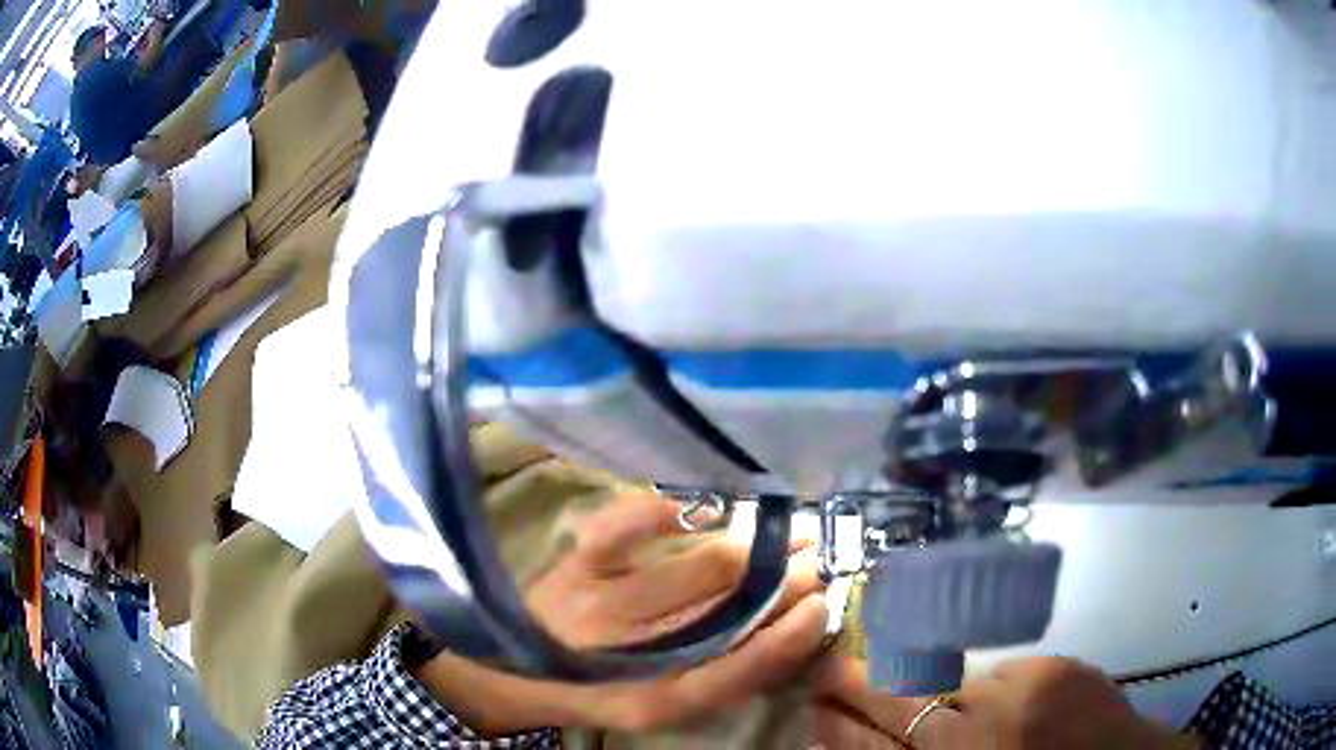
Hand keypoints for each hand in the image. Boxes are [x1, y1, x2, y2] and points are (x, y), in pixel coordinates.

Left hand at [415, 493, 827, 734]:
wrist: (521, 667)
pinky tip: (711, 509)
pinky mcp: (577, 563)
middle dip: (788, 579)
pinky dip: (674, 510)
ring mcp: (600, 603)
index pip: (743, 668)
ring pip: (700, 568)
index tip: (824, 604)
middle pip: (731, 610)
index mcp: (658, 701)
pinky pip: (629, 525)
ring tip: (787, 530)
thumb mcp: (667, 702)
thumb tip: (792, 627)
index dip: (791, 636)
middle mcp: (632, 655)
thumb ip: (726, 676)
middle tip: (819, 557)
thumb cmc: (608, 685)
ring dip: (757, 545)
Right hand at [814, 656, 1190, 748]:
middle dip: (855, 682)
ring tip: (913, 684)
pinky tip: (1002, 705)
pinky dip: (990, 689)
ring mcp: (1021, 693)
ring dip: (924, 683)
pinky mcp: (1057, 667)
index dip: (834, 721)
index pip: (865, 745)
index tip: (814, 701)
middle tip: (830, 668)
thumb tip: (871, 741)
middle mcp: (976, 733)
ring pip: (946, 679)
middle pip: (896, 698)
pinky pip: (1001, 673)